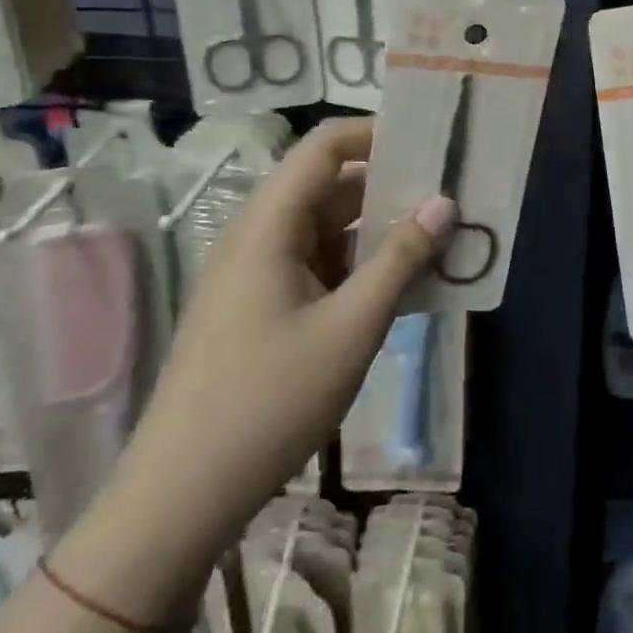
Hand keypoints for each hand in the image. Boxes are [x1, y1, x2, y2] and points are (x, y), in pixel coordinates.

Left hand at [112, 119, 453, 559]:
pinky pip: (321, 266)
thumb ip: (402, 258)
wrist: (180, 498)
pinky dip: (362, 266)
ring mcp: (259, 275)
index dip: (376, 133)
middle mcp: (260, 237)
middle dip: (391, 185)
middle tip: (452, 195)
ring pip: (329, 229)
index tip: (431, 144)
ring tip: (441, 238)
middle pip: (330, 185)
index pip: (325, 146)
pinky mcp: (262, 309)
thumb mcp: (351, 327)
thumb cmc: (268, 401)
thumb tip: (445, 202)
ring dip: (381, 230)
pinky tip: (404, 286)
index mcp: (269, 225)